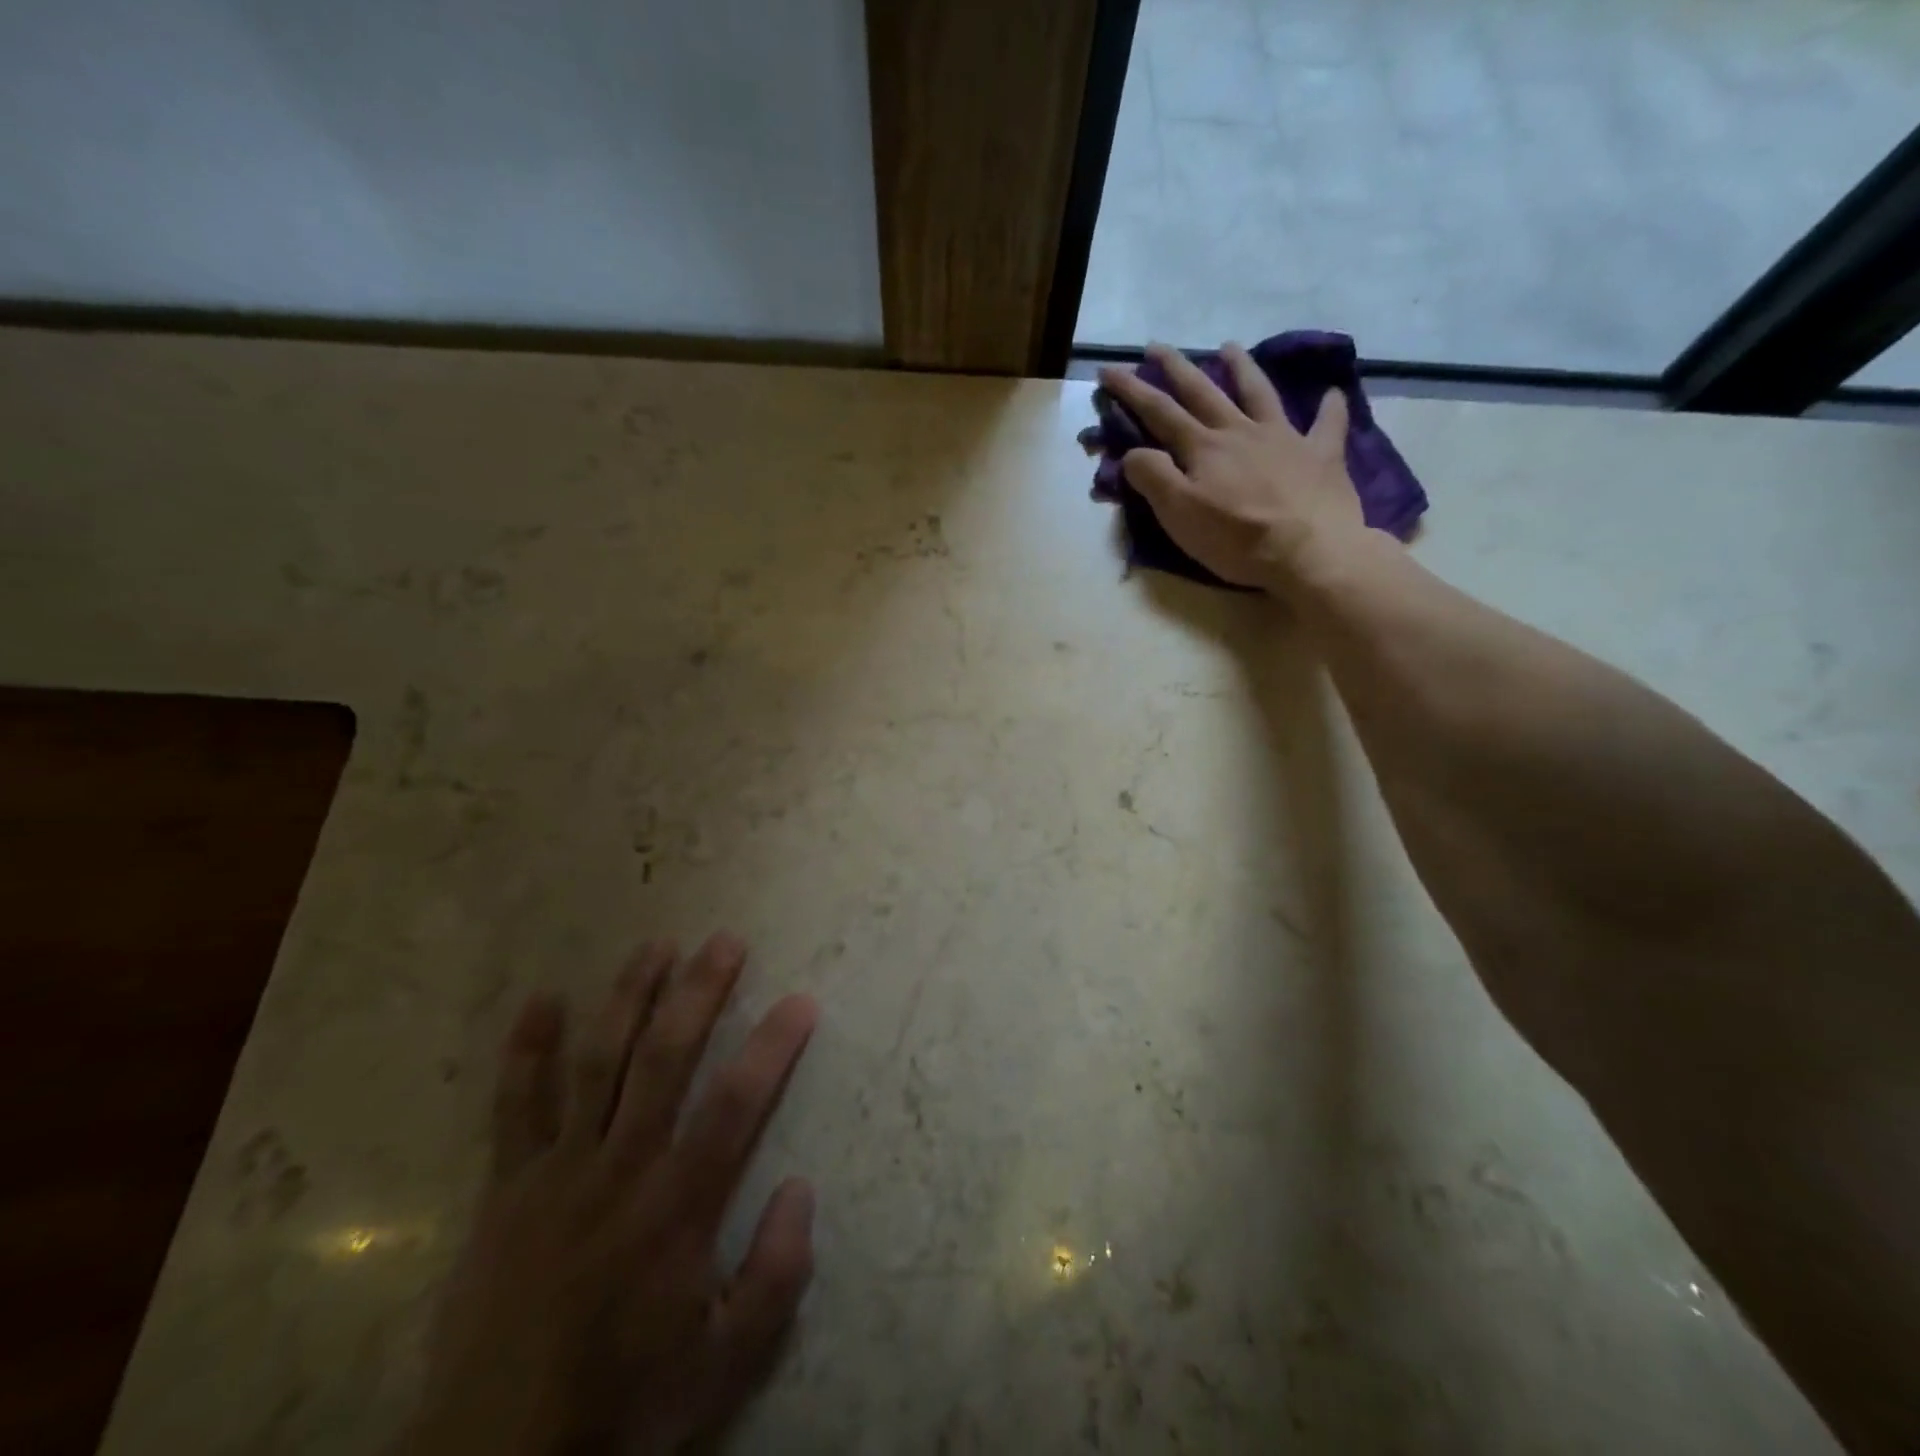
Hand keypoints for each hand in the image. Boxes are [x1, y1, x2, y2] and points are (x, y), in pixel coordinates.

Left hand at [399, 934, 817, 1455]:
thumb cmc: (624, 1405)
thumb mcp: (725, 1364)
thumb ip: (775, 1275)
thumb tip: (801, 1186)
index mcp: (677, 1208)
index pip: (736, 1105)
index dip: (772, 1046)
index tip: (801, 1000)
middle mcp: (620, 1170)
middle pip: (665, 1059)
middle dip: (700, 993)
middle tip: (726, 941)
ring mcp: (556, 1173)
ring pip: (597, 1064)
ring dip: (629, 998)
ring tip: (657, 945)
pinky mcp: (505, 1190)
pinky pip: (513, 1109)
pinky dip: (526, 1052)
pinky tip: (543, 999)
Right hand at [1099, 342, 1364, 591]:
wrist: (1308, 552)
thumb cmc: (1236, 539)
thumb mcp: (1179, 514)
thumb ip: (1153, 478)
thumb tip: (1133, 451)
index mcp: (1203, 448)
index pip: (1159, 412)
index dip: (1132, 389)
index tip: (1109, 368)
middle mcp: (1240, 432)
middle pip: (1203, 392)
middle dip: (1176, 367)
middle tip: (1157, 346)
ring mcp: (1284, 438)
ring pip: (1258, 393)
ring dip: (1241, 368)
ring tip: (1228, 346)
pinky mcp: (1321, 455)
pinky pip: (1327, 424)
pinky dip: (1329, 407)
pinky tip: (1331, 393)